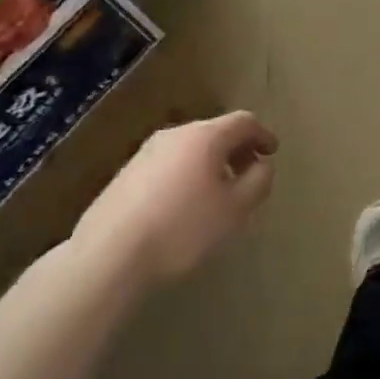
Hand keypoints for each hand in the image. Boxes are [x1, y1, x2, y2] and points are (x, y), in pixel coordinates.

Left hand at [70, 111, 276, 284]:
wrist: (107, 257)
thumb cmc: (182, 229)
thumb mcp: (235, 209)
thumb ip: (258, 181)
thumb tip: (262, 165)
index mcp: (205, 136)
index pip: (244, 121)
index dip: (263, 135)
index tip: (272, 153)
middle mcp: (175, 135)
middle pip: (216, 132)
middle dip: (236, 150)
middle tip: (248, 175)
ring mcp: (145, 153)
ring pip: (190, 149)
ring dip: (210, 164)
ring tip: (217, 195)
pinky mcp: (124, 176)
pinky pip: (168, 165)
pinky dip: (186, 176)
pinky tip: (183, 206)